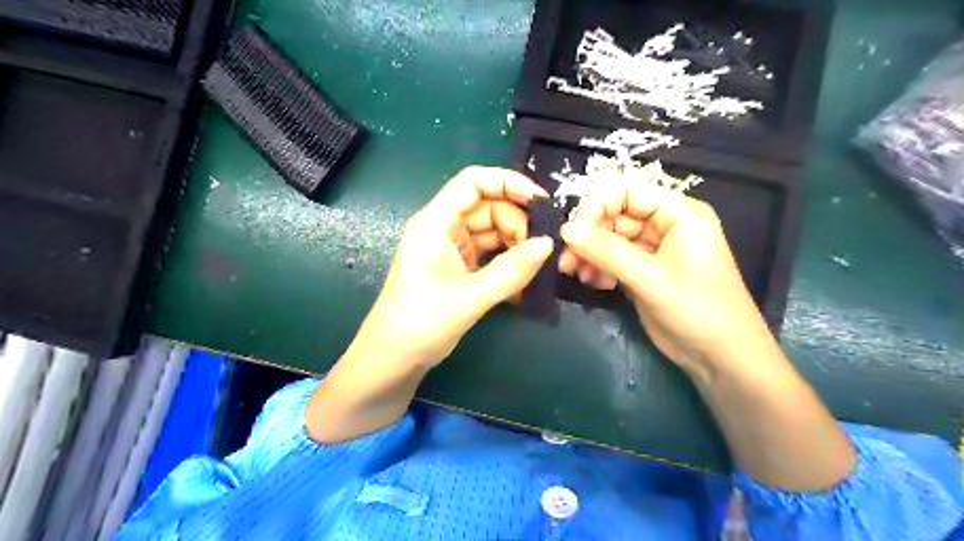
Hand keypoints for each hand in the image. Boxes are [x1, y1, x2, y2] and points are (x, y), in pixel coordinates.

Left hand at [353, 164, 549, 367]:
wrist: (393, 360)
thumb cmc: (420, 323)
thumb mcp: (469, 298)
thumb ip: (510, 271)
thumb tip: (548, 244)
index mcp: (435, 223)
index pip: (473, 182)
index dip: (508, 182)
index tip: (541, 201)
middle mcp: (442, 228)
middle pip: (487, 207)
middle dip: (517, 222)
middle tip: (541, 248)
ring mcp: (450, 248)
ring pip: (491, 231)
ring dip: (514, 244)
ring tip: (535, 267)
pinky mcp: (457, 268)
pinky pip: (488, 254)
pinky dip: (506, 263)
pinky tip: (523, 281)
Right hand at [559, 185, 769, 377]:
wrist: (720, 357)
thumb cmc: (696, 309)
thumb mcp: (650, 278)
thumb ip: (607, 251)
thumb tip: (566, 229)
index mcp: (678, 213)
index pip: (628, 191)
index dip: (597, 206)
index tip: (573, 231)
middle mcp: (665, 225)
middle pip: (615, 216)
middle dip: (589, 236)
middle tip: (566, 260)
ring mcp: (654, 250)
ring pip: (611, 240)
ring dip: (590, 254)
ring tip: (574, 274)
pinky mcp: (645, 272)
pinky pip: (614, 260)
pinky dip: (599, 268)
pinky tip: (593, 283)